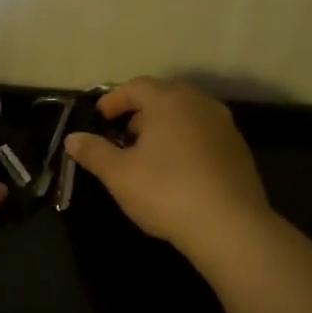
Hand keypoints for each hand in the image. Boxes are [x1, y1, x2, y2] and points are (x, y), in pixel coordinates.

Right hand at [62, 77, 274, 257]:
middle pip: (165, 96)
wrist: (229, 226)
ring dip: (165, 126)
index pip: (136, 86)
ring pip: (187, 115)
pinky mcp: (239, 151)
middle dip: (140, 111)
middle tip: (123, 134)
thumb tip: (72, 138)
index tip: (99, 117)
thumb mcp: (118, 174)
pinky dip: (186, 142)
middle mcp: (200, 104)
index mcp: (169, 101)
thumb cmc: (166, 191)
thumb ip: (93, 152)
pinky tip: (177, 170)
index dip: (114, 99)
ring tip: (148, 153)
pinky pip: (204, 135)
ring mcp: (224, 126)